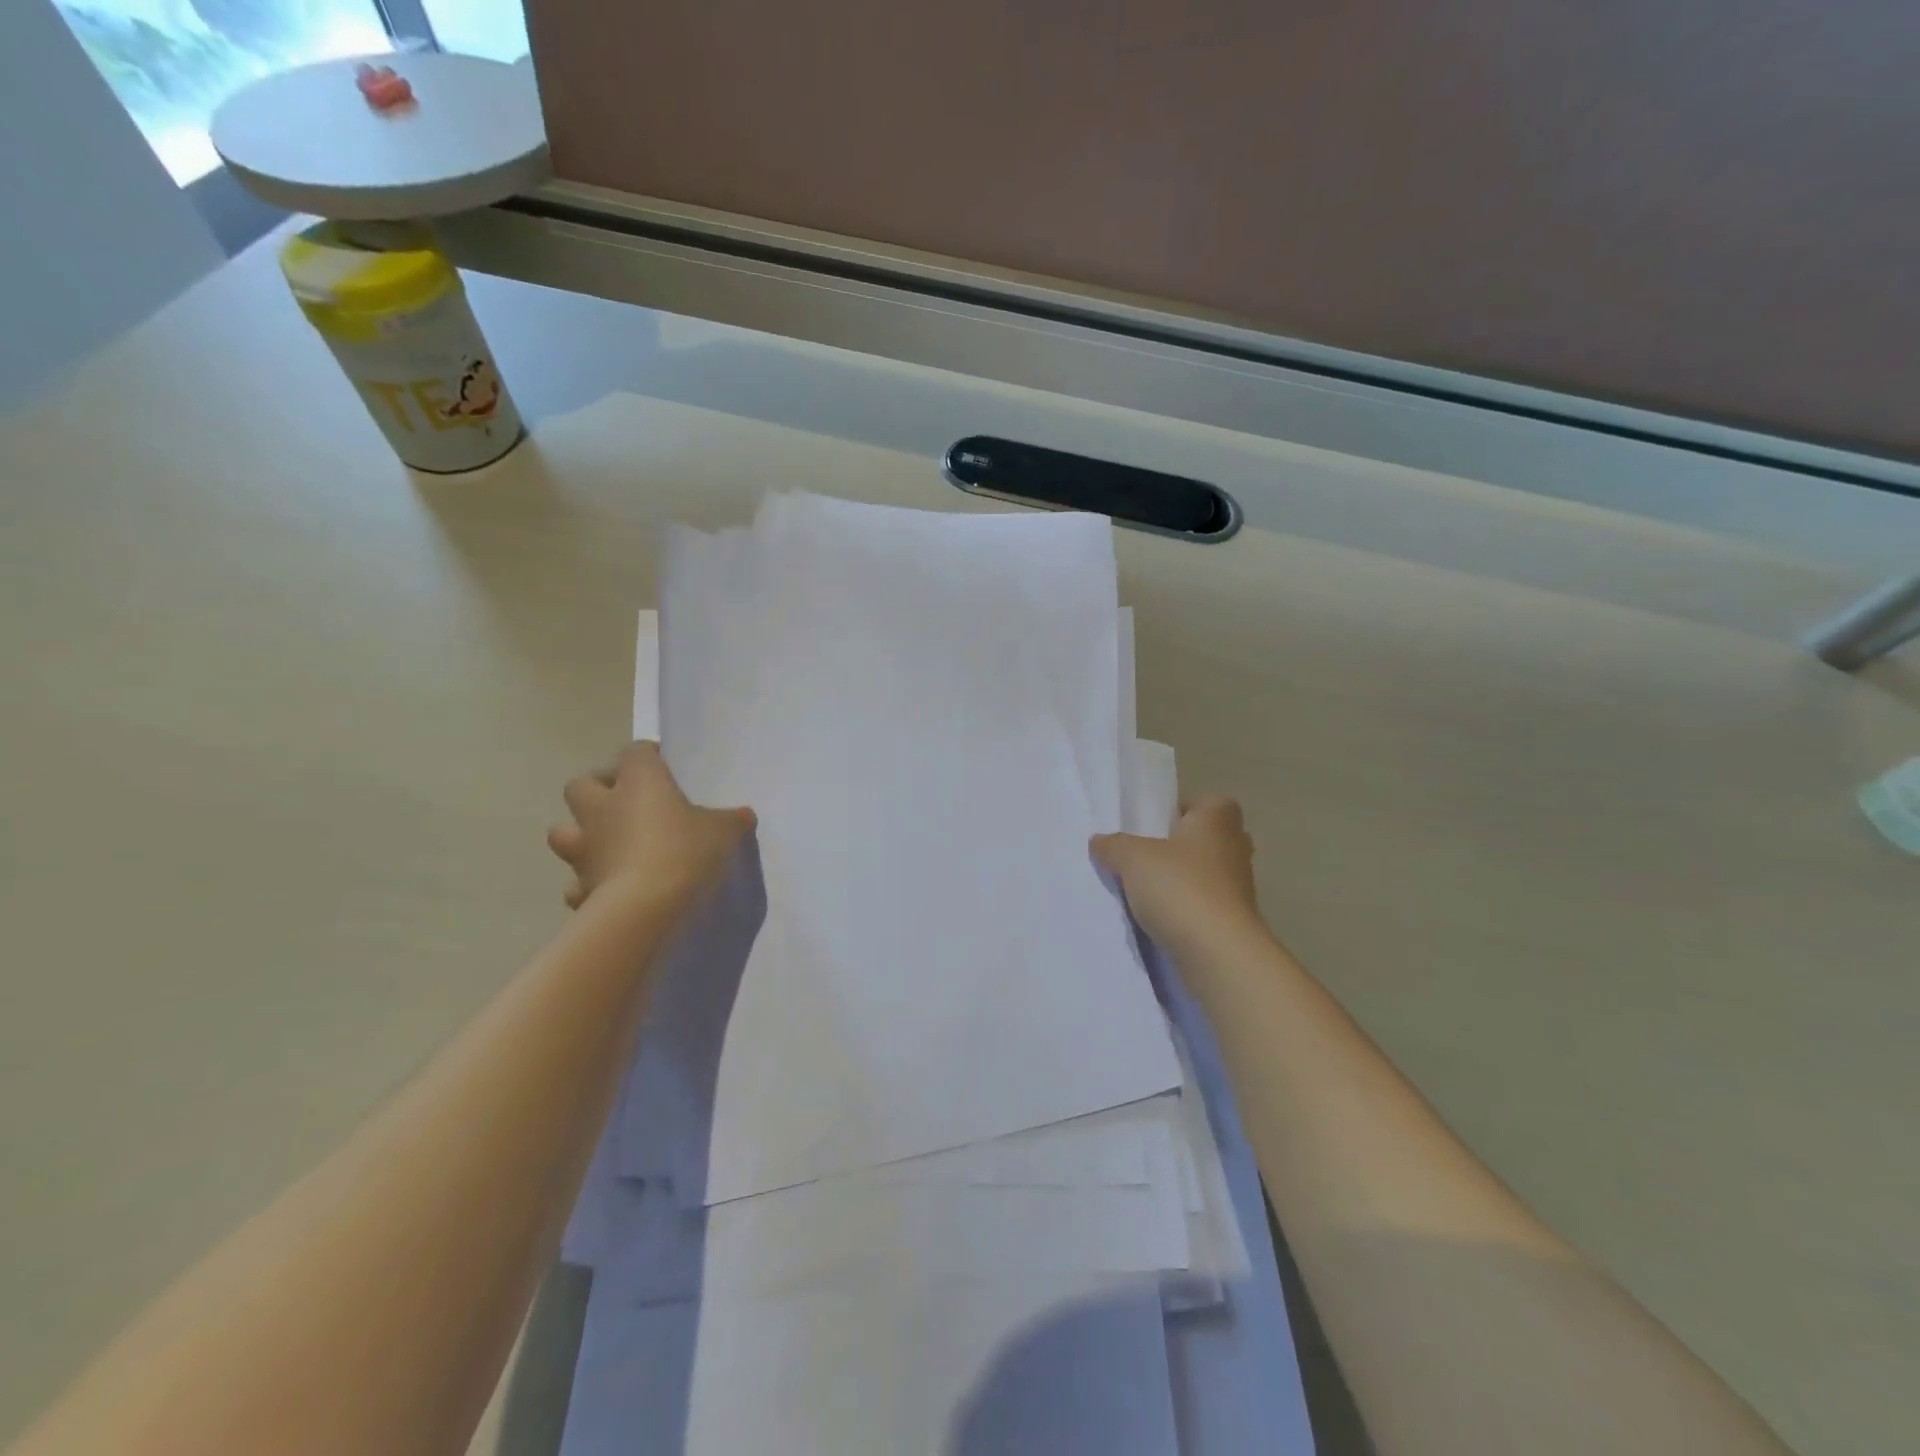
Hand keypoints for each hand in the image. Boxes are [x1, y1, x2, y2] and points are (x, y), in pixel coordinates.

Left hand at [548, 742, 754, 910]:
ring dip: (579, 834)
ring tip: (607, 845)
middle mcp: (602, 808)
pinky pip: (575, 882)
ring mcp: (584, 848)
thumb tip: (744, 815)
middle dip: (597, 789)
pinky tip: (605, 890)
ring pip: (561, 831)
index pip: (634, 752)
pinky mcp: (580, 886)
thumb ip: (732, 820)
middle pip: (581, 783)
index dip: (647, 756)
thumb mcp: (723, 832)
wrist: (645, 907)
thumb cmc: (685, 852)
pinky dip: (586, 885)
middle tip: (624, 801)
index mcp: (638, 782)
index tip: (664, 766)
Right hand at [1092, 795, 1263, 957]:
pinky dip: (1187, 908)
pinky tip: (1159, 917)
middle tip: (1148, 855)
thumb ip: (1114, 845)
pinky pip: (1206, 904)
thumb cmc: (1180, 887)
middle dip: (1182, 845)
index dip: (1184, 809)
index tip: (1156, 825)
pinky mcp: (1234, 921)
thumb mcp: (1132, 858)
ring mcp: (1239, 887)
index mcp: (1217, 820)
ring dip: (1183, 880)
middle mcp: (1235, 848)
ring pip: (1208, 873)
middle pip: (1208, 838)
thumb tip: (1100, 841)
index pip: (1208, 802)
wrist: (1218, 953)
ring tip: (1146, 889)